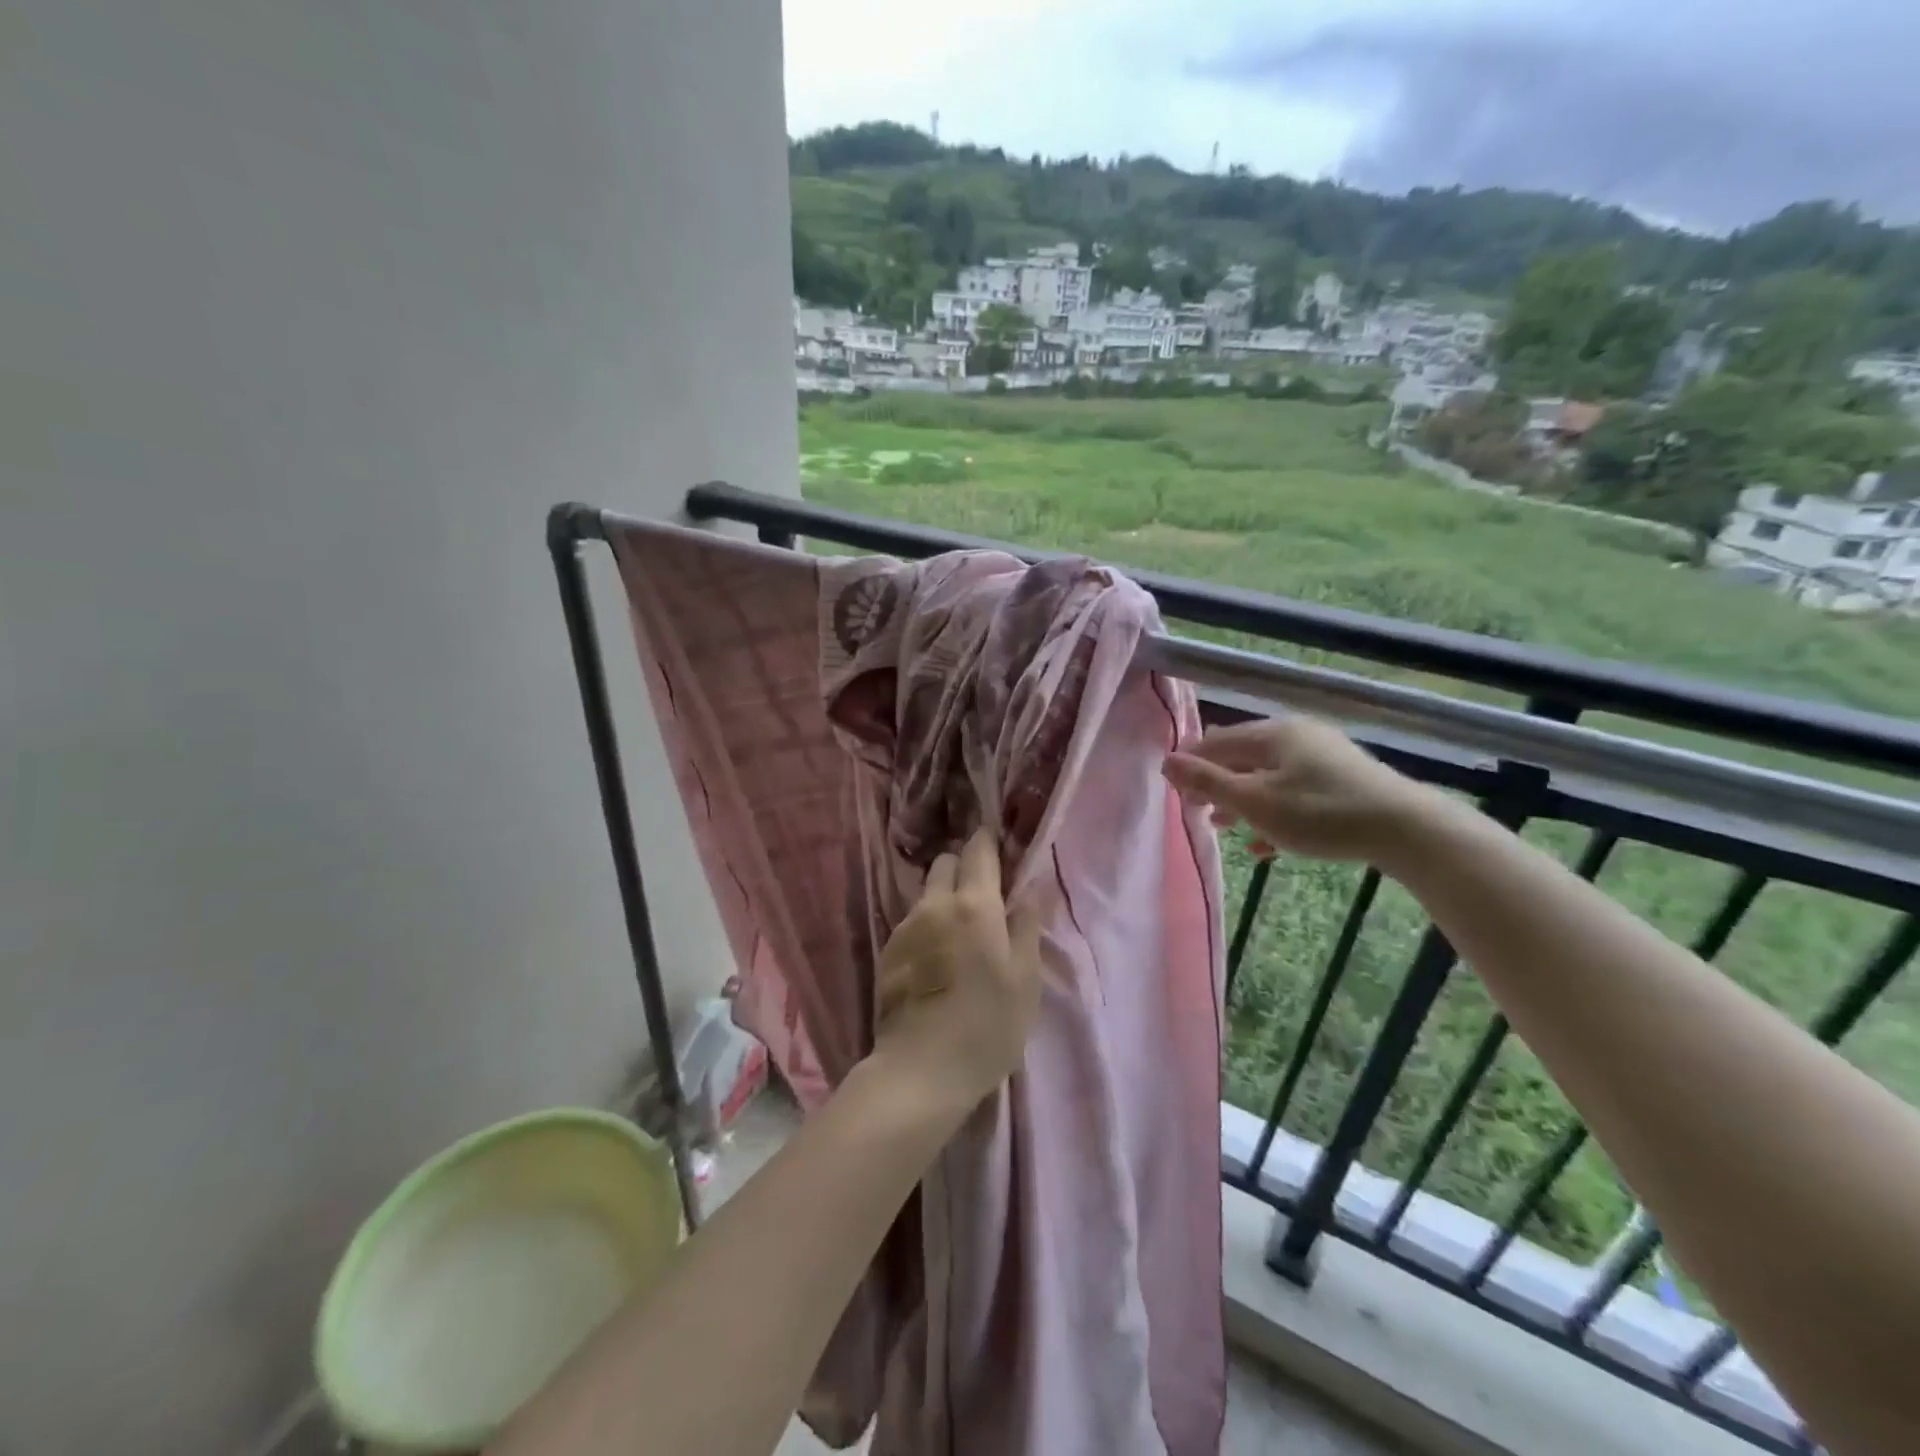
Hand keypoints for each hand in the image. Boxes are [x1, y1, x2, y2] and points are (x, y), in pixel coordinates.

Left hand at [871, 828, 1043, 1108]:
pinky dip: (928, 924)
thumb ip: (1026, 928)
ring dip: (944, 897)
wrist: (919, 1070)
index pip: (977, 851)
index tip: (998, 843)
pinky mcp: (887, 951)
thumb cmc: (987, 1026)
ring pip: (927, 893)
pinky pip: (912, 921)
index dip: (988, 841)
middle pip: (945, 863)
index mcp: (975, 905)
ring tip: (961, 930)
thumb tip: (1026, 893)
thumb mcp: (1025, 980)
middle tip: (984, 893)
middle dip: (964, 866)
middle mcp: (935, 905)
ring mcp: (906, 926)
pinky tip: (938, 956)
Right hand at [1163, 715, 1432, 862]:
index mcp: (1272, 733)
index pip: (1216, 742)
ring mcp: (1323, 756)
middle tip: (1197, 812)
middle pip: (1242, 757)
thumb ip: (1208, 781)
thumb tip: (1166, 762)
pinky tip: (1266, 843)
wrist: (1405, 828)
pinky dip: (1274, 811)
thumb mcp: (1255, 801)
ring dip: (1242, 801)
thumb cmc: (1319, 813)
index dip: (1191, 766)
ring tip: (1224, 827)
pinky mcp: (1343, 780)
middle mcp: (1296, 735)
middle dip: (1216, 785)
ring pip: (1268, 776)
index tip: (1175, 794)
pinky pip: (1295, 792)